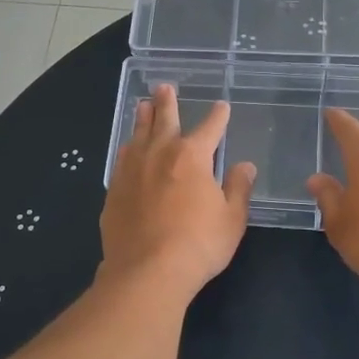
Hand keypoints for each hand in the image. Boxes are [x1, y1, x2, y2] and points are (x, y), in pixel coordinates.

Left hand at [100, 84, 255, 298]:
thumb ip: (238, 189)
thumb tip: (244, 166)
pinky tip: (127, 147)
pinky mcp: (114, 190)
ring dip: (142, 118)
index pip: (210, 128)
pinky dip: (127, 148)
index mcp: (192, 157)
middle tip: (164, 87)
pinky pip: (122, 159)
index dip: (218, 116)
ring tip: (142, 105)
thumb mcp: (231, 219)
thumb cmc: (198, 244)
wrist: (147, 271)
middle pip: (164, 120)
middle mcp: (159, 154)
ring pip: (138, 135)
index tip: (222, 106)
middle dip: (167, 103)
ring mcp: (132, 170)